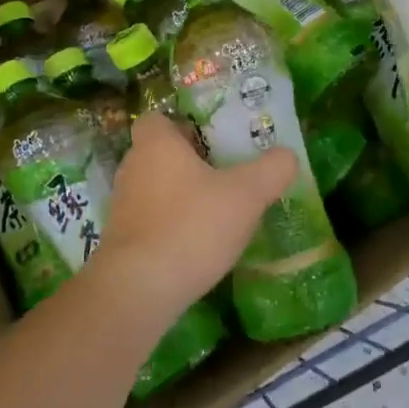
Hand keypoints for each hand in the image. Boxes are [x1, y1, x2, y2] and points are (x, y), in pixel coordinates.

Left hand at [86, 113, 296, 329]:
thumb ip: (272, 170)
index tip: (212, 139)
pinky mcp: (121, 241)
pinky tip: (197, 244)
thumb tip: (287, 156)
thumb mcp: (247, 195)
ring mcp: (122, 206)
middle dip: (188, 162)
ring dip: (180, 196)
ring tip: (215, 211)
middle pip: (159, 153)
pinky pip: (150, 221)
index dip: (183, 124)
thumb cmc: (192, 225)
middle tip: (224, 173)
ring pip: (155, 188)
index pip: (159, 118)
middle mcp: (132, 168)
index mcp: (156, 144)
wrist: (139, 289)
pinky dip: (171, 226)